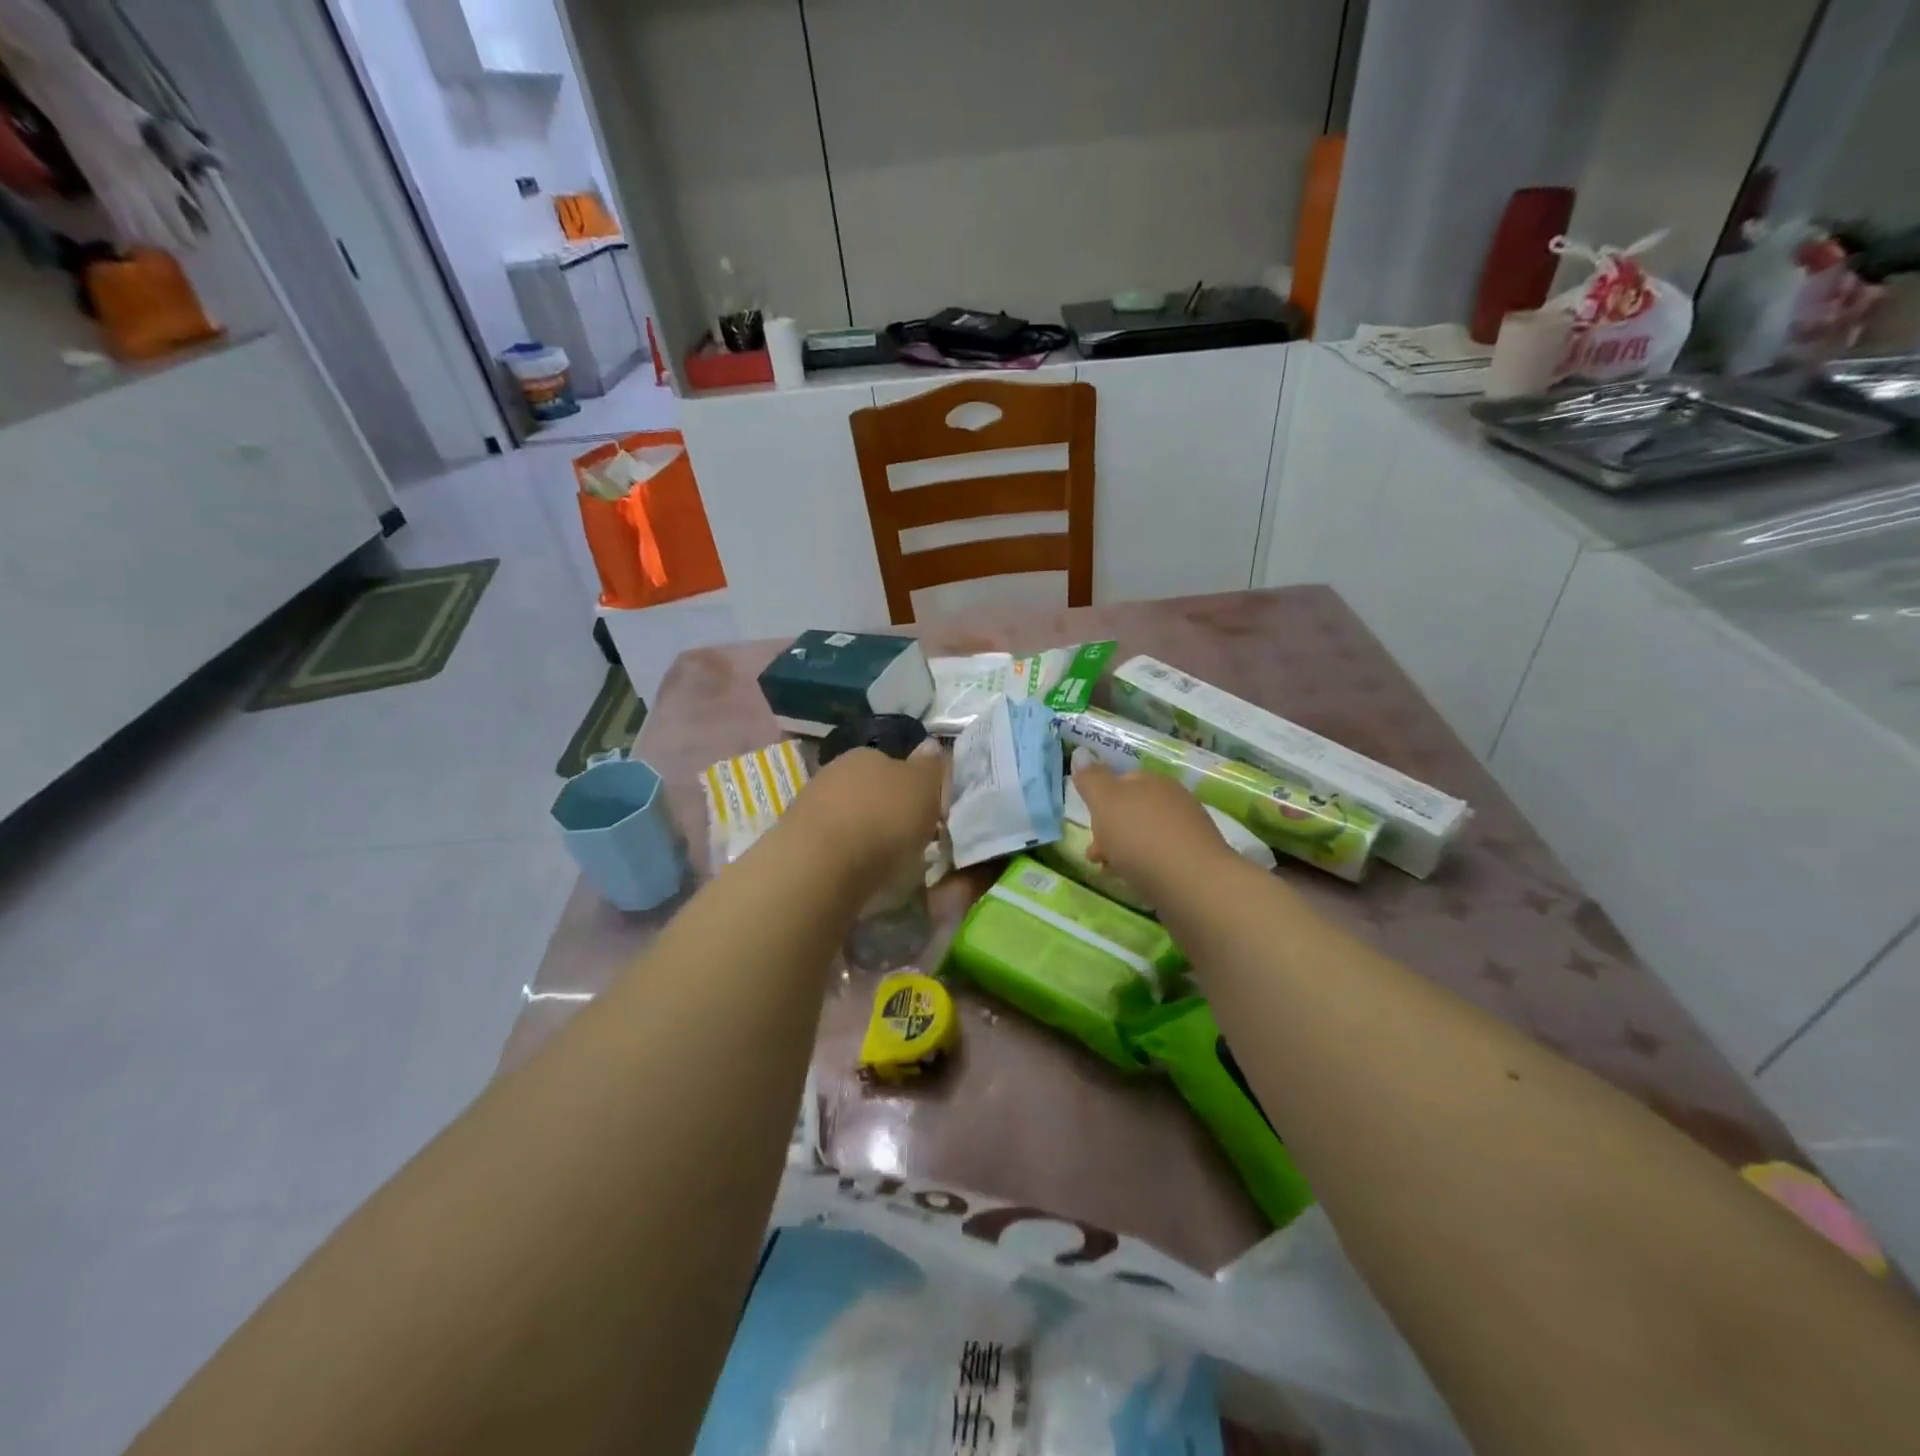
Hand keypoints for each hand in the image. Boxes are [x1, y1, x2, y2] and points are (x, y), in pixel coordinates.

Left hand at [782, 744, 946, 886]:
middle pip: (869, 790)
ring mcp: (810, 803)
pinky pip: (831, 843)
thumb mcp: (923, 788)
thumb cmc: (882, 820)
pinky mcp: (795, 838)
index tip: (925, 816)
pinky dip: (844, 855)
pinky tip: (854, 874)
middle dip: (886, 812)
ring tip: (882, 864)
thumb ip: (930, 767)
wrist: (820, 865)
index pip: (894, 764)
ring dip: (863, 834)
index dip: (912, 790)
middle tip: (906, 841)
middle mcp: (835, 770)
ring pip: (848, 816)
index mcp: (867, 753)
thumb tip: (930, 746)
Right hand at [1074, 762, 1237, 901]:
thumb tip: (1081, 753)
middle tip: (1095, 854)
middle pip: (1132, 811)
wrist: (1194, 886)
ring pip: (1145, 836)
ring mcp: (1188, 832)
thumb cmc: (1142, 839)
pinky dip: (1143, 866)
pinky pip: (1160, 858)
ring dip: (1123, 850)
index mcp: (1153, 781)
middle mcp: (1175, 801)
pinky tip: (1137, 881)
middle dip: (1109, 830)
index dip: (1100, 801)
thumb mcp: (1106, 803)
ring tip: (1111, 872)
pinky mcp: (1195, 862)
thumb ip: (1091, 779)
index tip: (1088, 823)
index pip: (1122, 781)